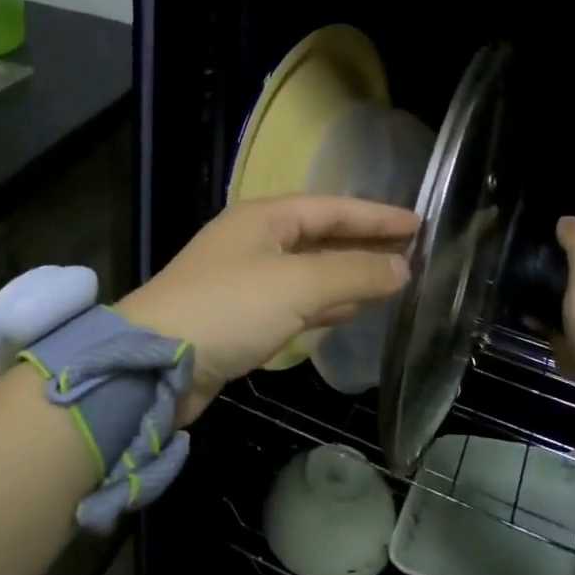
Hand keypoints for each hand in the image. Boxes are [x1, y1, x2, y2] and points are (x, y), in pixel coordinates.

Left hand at [118, 195, 416, 423]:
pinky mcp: (242, 317)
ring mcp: (246, 280)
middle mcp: (254, 241)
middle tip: (413, 253)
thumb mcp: (296, 285)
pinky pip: (296, 302)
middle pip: (321, 237)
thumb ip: (353, 273)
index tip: (420, 223)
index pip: (331, 208)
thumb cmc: (228, 308)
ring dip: (349, 275)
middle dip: (365, 245)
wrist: (155, 365)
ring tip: (394, 281)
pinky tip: (352, 311)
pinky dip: (326, 304)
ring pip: (310, 271)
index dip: (376, 216)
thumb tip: (402, 269)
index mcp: (263, 218)